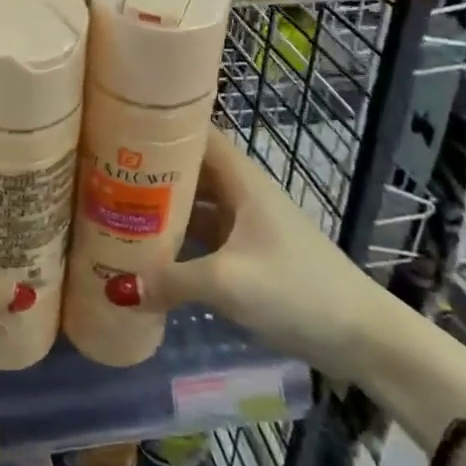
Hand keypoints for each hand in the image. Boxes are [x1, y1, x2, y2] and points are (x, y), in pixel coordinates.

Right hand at [127, 132, 393, 384]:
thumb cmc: (298, 290)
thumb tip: (115, 287)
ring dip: (162, 210)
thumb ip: (171, 281)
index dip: (160, 128)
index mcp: (242, 181)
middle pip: (190, 171)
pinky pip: (205, 238)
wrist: (363, 337)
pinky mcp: (251, 256)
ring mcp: (247, 226)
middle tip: (102, 176)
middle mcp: (242, 194)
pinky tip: (149, 256)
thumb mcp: (229, 283)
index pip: (197, 135)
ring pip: (196, 206)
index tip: (117, 130)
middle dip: (150, 172)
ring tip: (114, 212)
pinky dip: (179, 242)